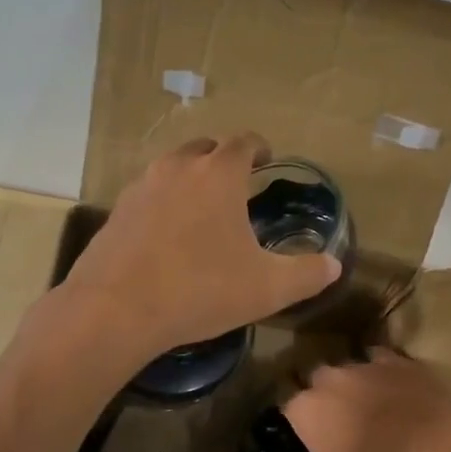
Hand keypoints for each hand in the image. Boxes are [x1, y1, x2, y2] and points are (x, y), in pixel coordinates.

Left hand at [56, 134, 340, 356]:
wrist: (115, 309)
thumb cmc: (200, 289)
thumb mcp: (267, 288)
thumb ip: (306, 274)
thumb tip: (335, 266)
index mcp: (218, 174)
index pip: (243, 142)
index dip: (259, 148)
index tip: (267, 160)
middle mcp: (178, 168)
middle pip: (204, 148)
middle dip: (223, 160)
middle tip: (237, 185)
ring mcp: (141, 187)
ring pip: (172, 169)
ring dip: (190, 180)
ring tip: (202, 210)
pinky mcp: (116, 212)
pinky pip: (147, 196)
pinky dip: (163, 204)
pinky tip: (167, 237)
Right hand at [283, 348, 450, 451]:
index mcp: (307, 408)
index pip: (289, 409)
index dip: (298, 424)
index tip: (309, 440)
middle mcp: (330, 378)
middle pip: (317, 381)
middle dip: (324, 396)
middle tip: (339, 423)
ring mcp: (367, 365)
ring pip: (350, 368)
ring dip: (354, 384)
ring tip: (370, 407)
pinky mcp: (401, 361)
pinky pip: (383, 361)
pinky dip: (384, 374)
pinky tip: (396, 390)